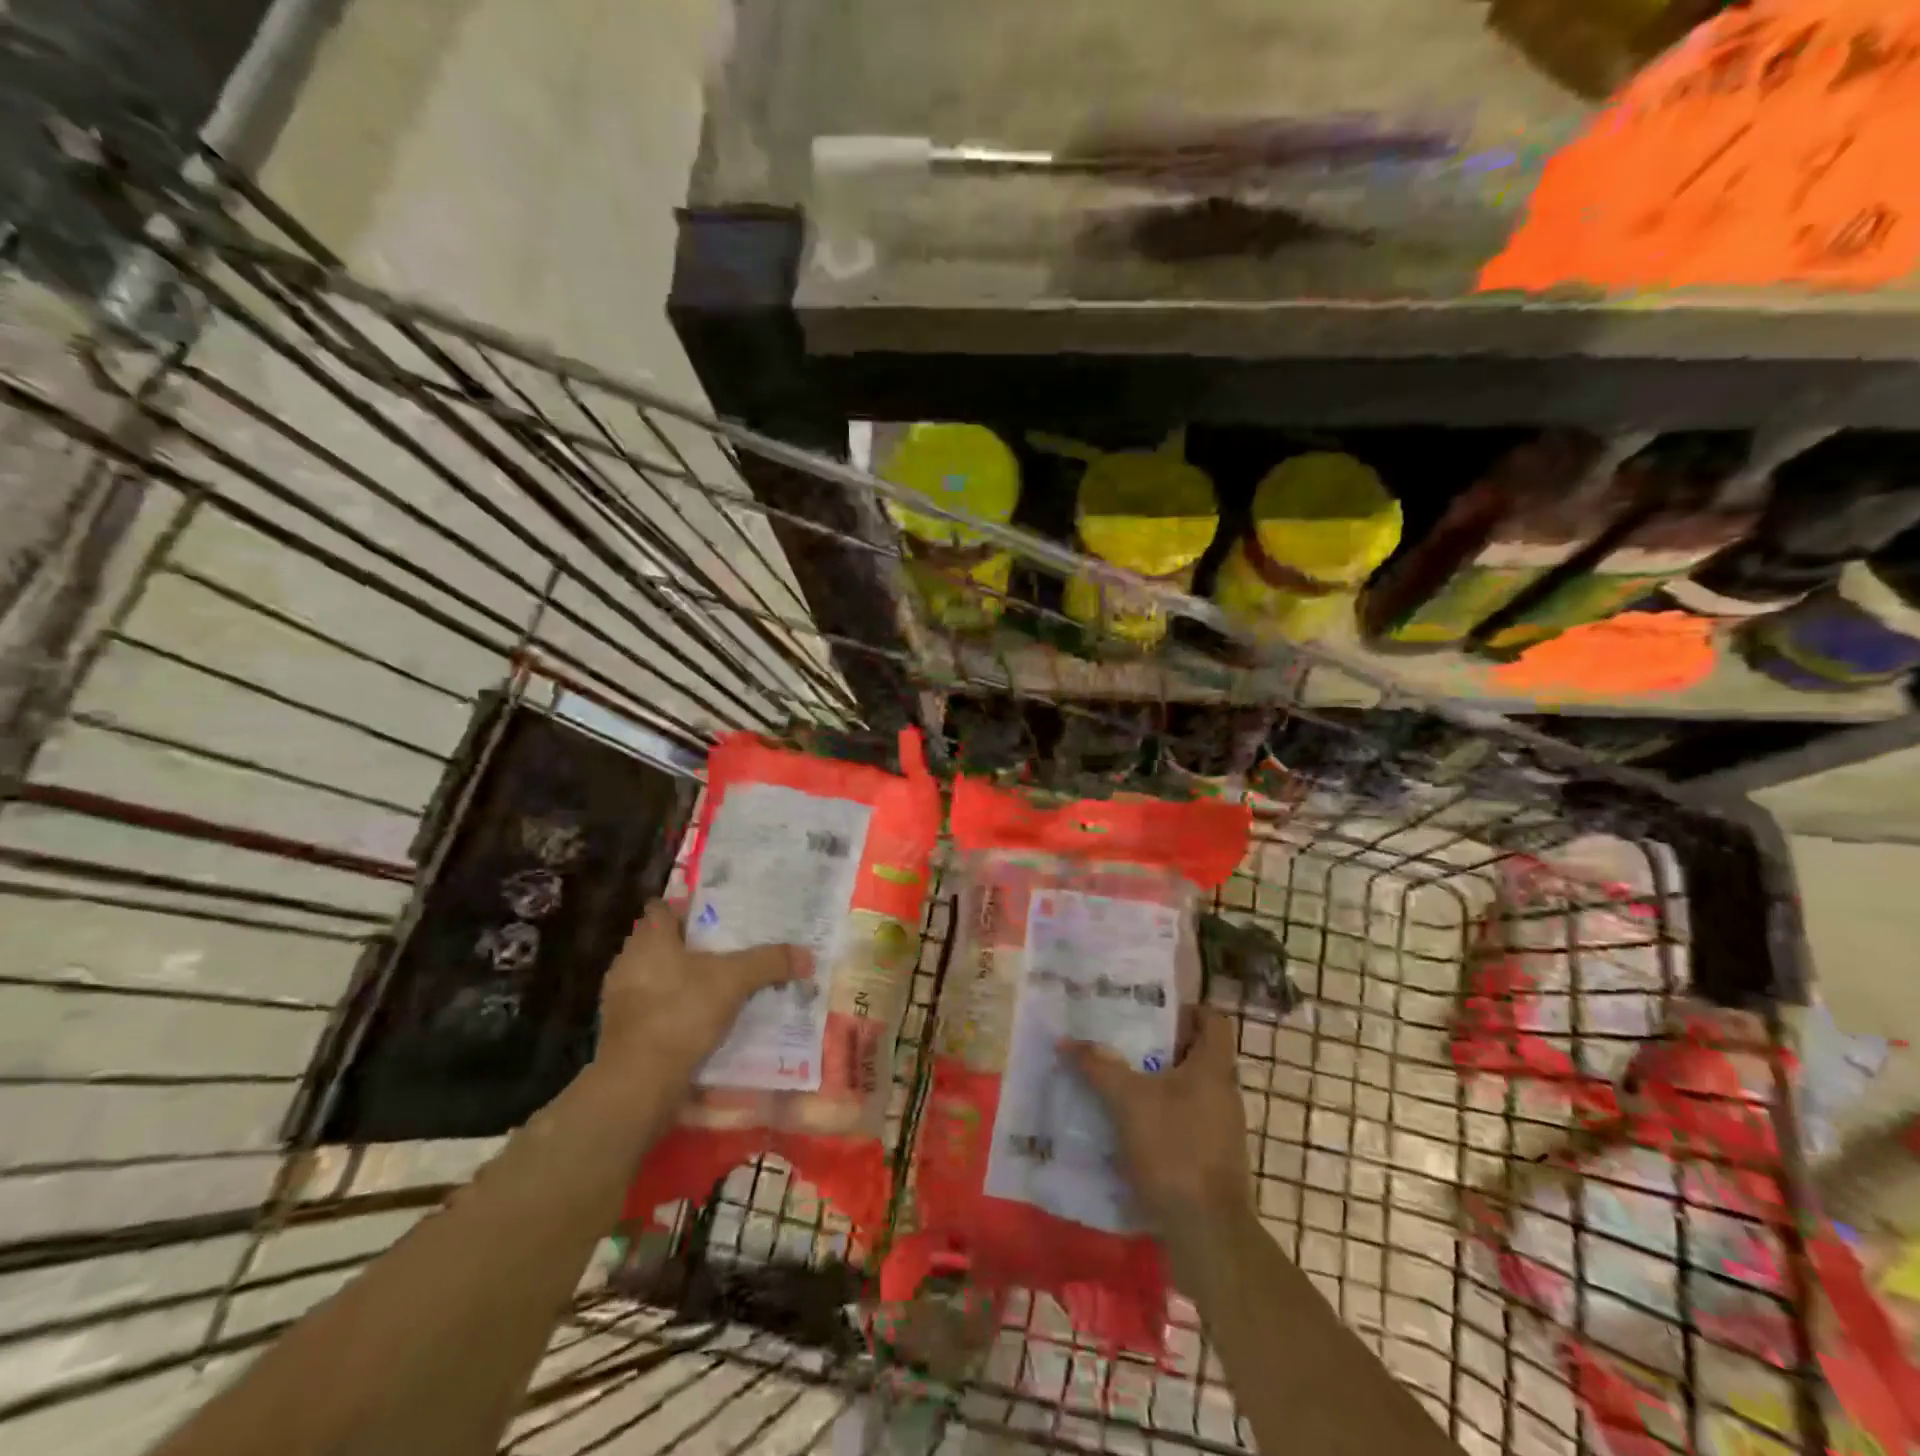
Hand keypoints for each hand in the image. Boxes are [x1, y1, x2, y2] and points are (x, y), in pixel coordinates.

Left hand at [595, 900, 810, 1086]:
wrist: (637, 1082)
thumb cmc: (680, 1012)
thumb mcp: (734, 981)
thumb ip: (769, 962)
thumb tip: (808, 955)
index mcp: (650, 938)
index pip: (662, 908)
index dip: (686, 908)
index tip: (715, 915)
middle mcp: (629, 961)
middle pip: (661, 942)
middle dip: (690, 946)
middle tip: (727, 949)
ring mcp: (621, 999)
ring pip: (657, 977)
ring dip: (681, 980)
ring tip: (718, 985)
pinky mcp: (622, 1032)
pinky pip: (653, 1008)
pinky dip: (674, 1009)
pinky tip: (700, 1020)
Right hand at [1067, 1009, 1255, 1254]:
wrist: (1208, 1233)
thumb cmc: (1174, 1150)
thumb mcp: (1127, 1101)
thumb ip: (1099, 1067)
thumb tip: (1067, 1040)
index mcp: (1213, 1068)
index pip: (1213, 1020)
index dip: (1186, 1010)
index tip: (1151, 1012)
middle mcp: (1224, 1093)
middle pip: (1196, 1054)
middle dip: (1159, 1047)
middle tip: (1122, 1042)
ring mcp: (1222, 1129)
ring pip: (1189, 1090)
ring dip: (1158, 1084)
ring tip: (1119, 1082)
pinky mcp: (1213, 1160)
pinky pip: (1186, 1123)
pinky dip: (1162, 1118)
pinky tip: (1130, 1128)